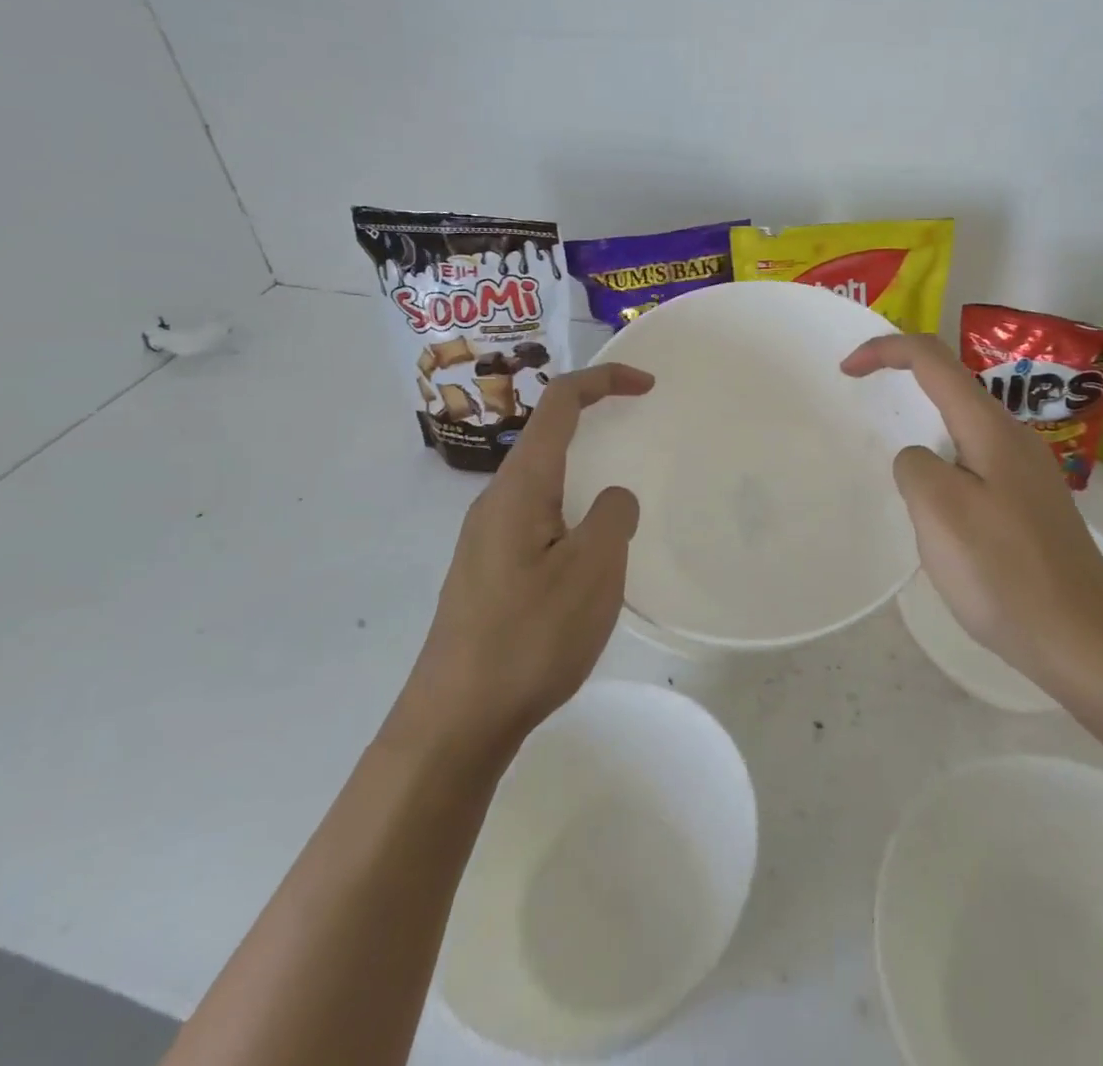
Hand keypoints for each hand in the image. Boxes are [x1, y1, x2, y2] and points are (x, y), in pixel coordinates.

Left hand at [396, 363, 654, 755]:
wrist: (455, 721)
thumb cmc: (529, 637)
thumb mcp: (593, 571)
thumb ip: (613, 516)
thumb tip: (613, 500)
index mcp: (520, 486)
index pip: (559, 403)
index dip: (603, 380)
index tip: (647, 385)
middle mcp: (496, 501)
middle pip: (546, 436)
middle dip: (594, 422)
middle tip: (639, 436)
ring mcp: (485, 538)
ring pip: (542, 482)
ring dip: (583, 473)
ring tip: (621, 505)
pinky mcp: (487, 572)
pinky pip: (536, 519)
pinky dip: (570, 512)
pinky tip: (588, 559)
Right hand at [842, 334, 1102, 689]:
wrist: (1084, 640)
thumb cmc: (1005, 572)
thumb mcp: (939, 511)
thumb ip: (915, 466)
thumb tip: (919, 461)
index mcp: (991, 428)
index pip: (934, 360)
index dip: (886, 350)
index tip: (846, 371)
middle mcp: (1014, 438)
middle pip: (951, 388)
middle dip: (903, 385)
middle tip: (864, 411)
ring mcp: (1027, 473)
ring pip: (963, 430)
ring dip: (923, 431)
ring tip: (895, 469)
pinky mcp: (1029, 505)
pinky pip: (975, 465)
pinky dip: (943, 466)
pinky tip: (936, 511)